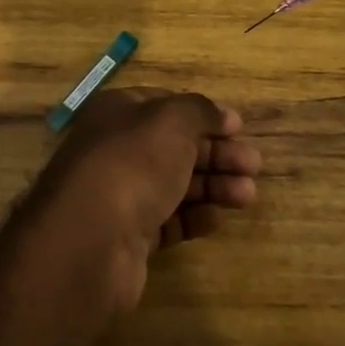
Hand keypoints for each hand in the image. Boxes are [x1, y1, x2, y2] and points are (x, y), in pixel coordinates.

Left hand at [26, 88, 260, 315]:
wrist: (90, 240)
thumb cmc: (132, 164)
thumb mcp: (171, 121)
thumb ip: (199, 111)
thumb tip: (223, 114)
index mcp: (118, 112)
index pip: (165, 105)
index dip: (203, 115)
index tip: (238, 128)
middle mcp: (115, 149)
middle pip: (174, 147)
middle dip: (216, 154)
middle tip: (254, 166)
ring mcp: (120, 195)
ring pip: (174, 185)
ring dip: (213, 186)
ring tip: (248, 196)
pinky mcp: (128, 237)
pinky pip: (167, 222)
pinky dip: (193, 218)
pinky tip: (216, 220)